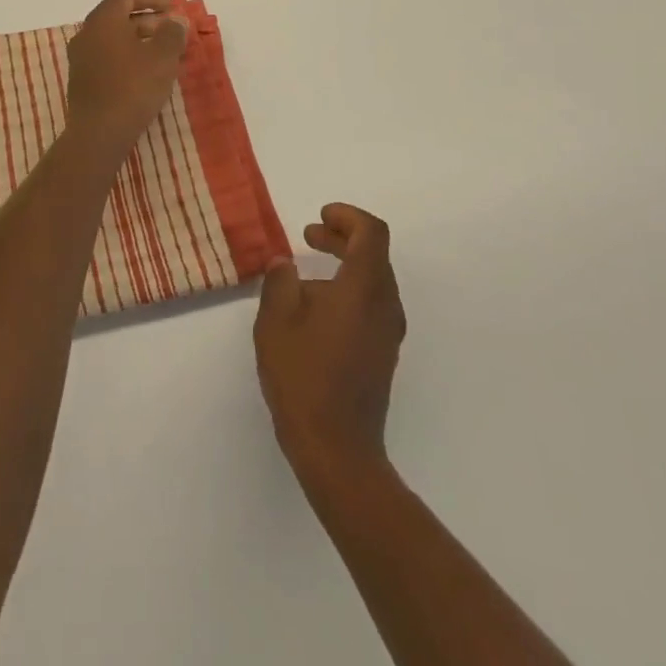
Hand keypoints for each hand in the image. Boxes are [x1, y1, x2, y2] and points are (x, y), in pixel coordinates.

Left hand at [64, 0, 187, 151]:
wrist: (98, 134)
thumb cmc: (132, 88)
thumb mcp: (162, 58)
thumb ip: (172, 33)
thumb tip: (176, 21)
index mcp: (103, 21)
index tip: (171, 3)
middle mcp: (87, 34)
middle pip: (118, 15)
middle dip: (148, 18)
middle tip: (173, 28)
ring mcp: (82, 59)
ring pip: (114, 38)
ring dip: (140, 38)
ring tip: (166, 51)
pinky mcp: (83, 81)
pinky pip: (109, 56)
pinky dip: (129, 55)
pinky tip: (148, 71)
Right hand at [255, 204, 406, 485]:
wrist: (337, 450)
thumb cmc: (304, 376)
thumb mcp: (277, 320)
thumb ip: (280, 281)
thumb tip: (285, 264)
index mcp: (365, 287)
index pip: (371, 232)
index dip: (347, 216)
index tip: (319, 216)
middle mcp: (386, 304)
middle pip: (373, 254)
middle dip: (341, 237)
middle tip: (309, 235)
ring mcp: (388, 333)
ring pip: (373, 281)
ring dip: (343, 266)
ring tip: (303, 276)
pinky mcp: (383, 355)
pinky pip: (371, 306)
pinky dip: (347, 291)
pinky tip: (314, 312)